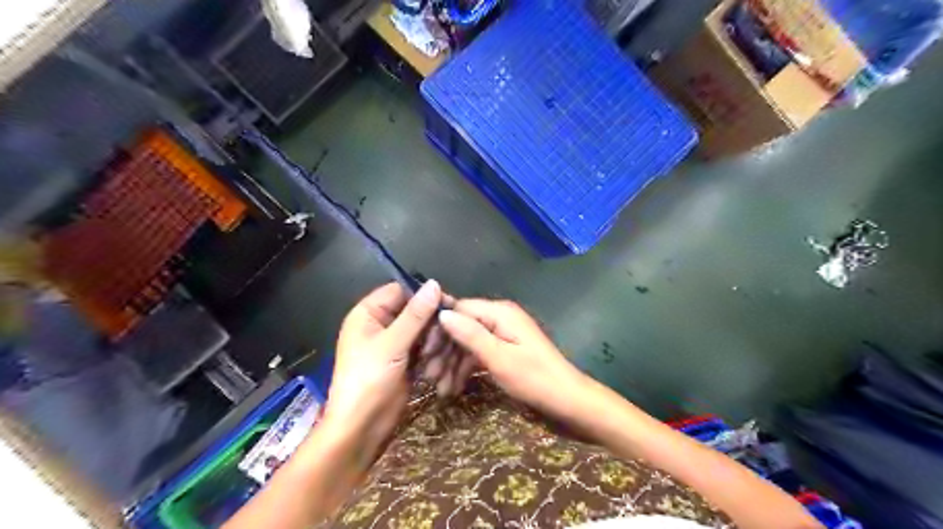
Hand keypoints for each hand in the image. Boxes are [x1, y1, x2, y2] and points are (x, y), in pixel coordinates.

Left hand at [324, 281, 441, 446]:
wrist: (361, 427)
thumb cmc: (368, 380)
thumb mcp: (392, 344)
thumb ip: (416, 314)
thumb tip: (435, 283)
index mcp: (369, 313)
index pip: (401, 290)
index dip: (424, 296)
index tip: (448, 307)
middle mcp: (381, 324)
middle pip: (416, 311)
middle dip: (430, 326)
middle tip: (436, 344)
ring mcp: (394, 343)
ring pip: (424, 330)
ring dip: (433, 344)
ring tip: (433, 362)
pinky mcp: (405, 360)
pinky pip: (424, 347)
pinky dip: (432, 356)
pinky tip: (435, 370)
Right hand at [440, 300, 586, 419]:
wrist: (568, 400)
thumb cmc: (534, 378)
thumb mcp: (499, 358)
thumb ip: (470, 335)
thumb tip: (441, 313)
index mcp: (500, 312)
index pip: (459, 309)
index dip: (439, 328)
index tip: (423, 352)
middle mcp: (500, 317)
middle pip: (462, 326)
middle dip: (445, 350)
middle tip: (429, 376)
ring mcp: (503, 333)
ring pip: (468, 342)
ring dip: (453, 363)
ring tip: (439, 389)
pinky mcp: (505, 348)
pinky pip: (479, 352)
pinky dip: (466, 368)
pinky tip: (454, 387)